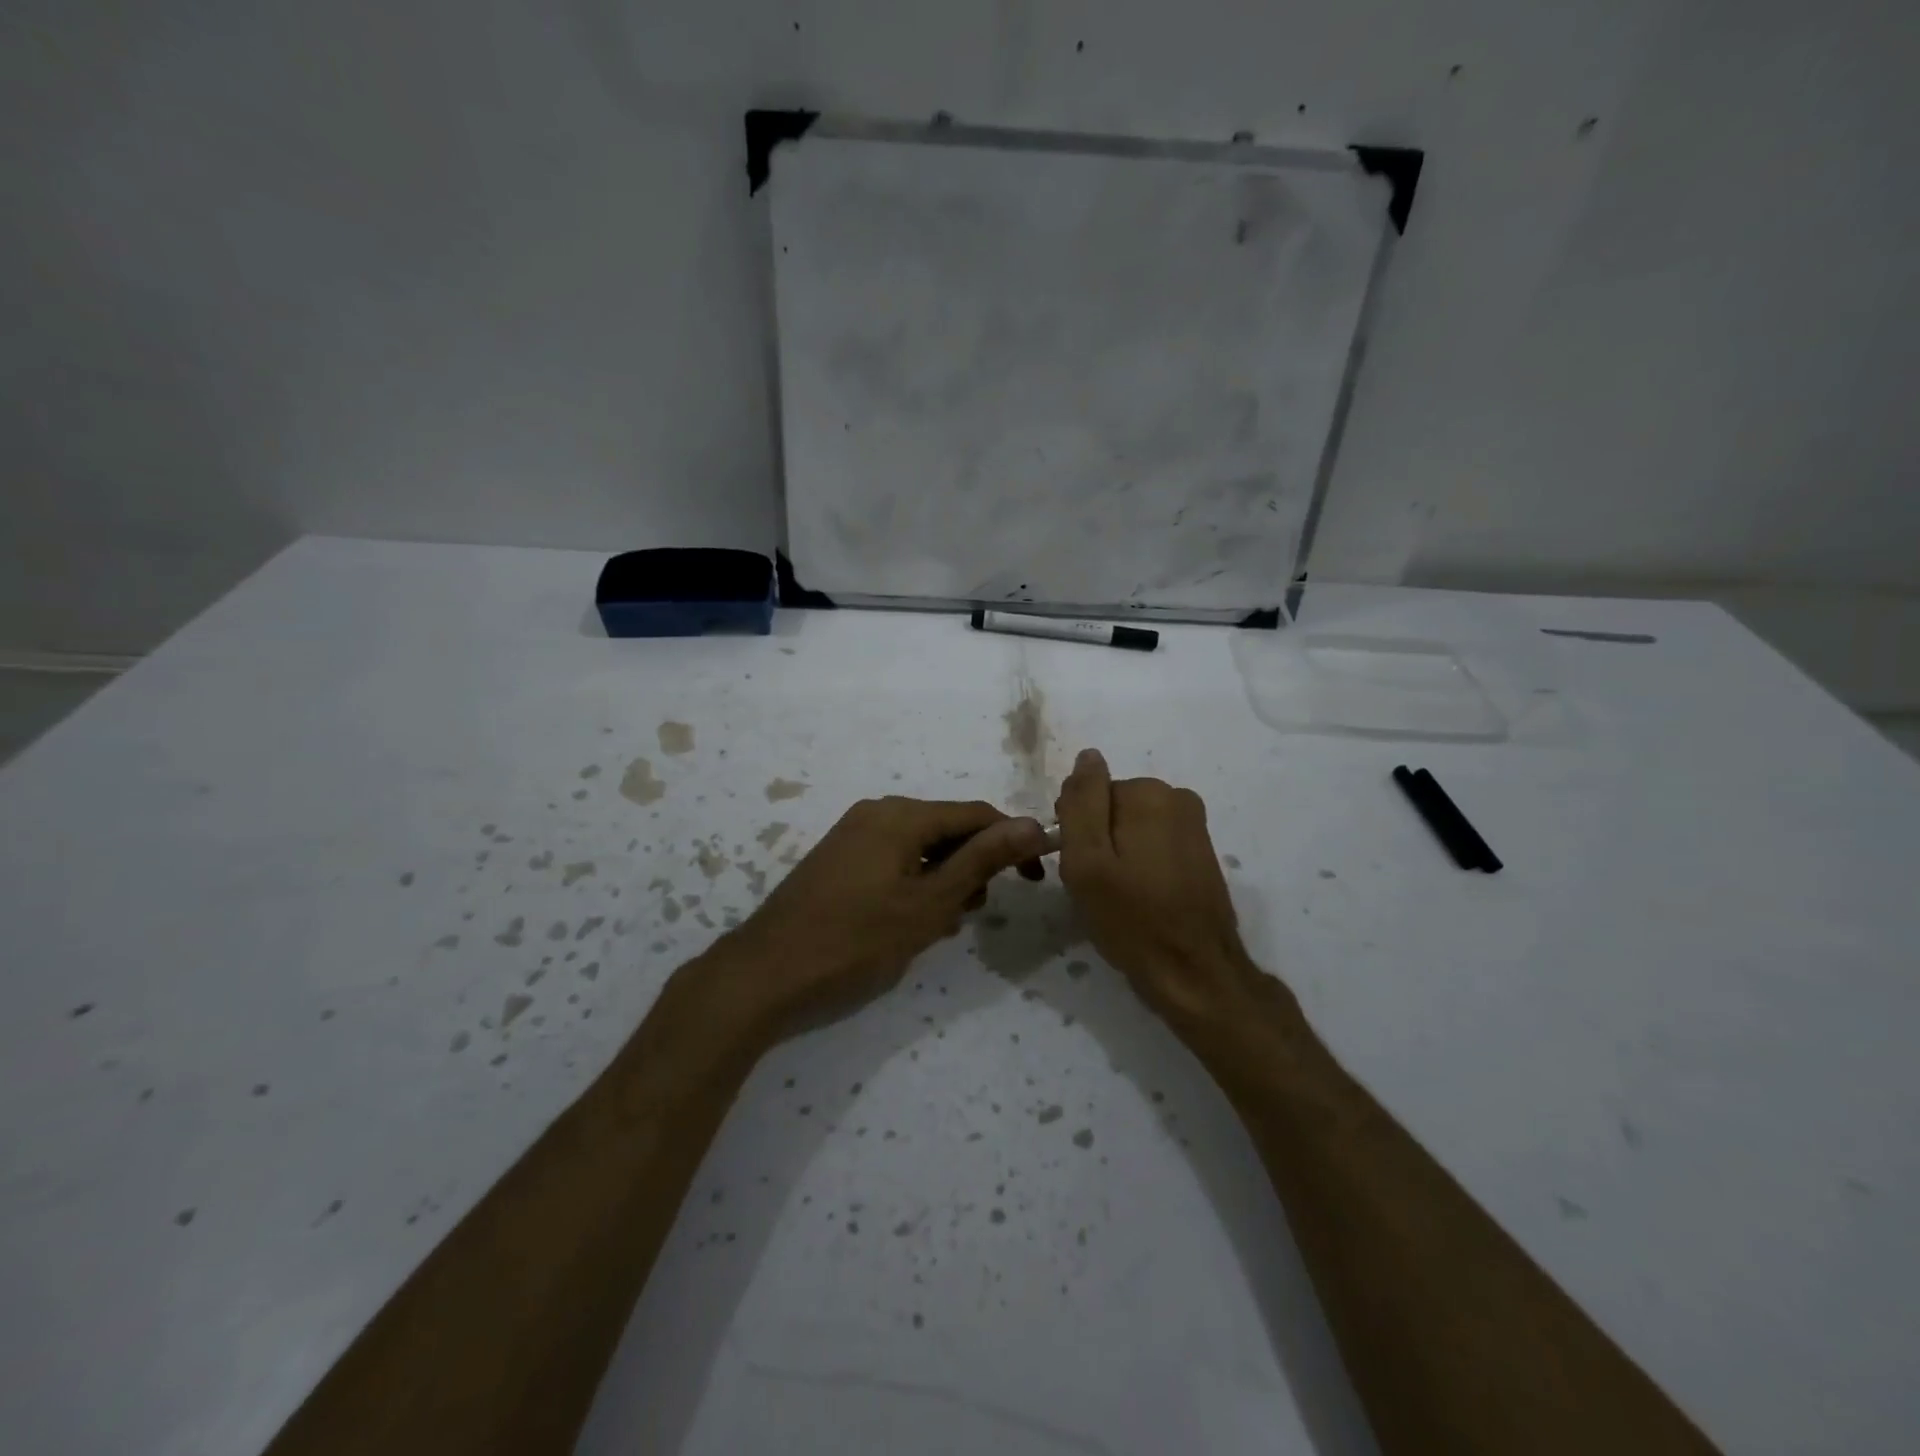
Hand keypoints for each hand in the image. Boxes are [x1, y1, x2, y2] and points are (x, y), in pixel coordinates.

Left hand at [711, 797, 1047, 1037]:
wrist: (764, 974)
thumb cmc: (855, 941)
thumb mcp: (928, 904)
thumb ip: (982, 860)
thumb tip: (1033, 823)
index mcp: (901, 816)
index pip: (976, 815)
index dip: (1012, 843)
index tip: (1034, 880)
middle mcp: (877, 813)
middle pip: (947, 829)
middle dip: (972, 867)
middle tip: (973, 914)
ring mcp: (853, 835)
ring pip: (921, 848)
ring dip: (943, 881)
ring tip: (940, 925)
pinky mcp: (839, 860)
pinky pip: (894, 861)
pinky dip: (914, 886)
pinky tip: (910, 923)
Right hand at [1054, 748, 1263, 1029]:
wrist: (1195, 973)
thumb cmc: (1132, 919)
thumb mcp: (1087, 861)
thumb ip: (1081, 802)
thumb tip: (1088, 756)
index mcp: (1149, 793)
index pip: (1088, 793)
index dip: (1075, 831)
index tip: (1080, 867)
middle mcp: (1177, 797)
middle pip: (1111, 807)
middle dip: (1098, 840)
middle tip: (1098, 886)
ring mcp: (1195, 825)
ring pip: (1131, 827)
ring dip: (1118, 854)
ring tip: (1120, 896)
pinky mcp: (1202, 851)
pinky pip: (1154, 843)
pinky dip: (1141, 864)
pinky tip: (1142, 898)